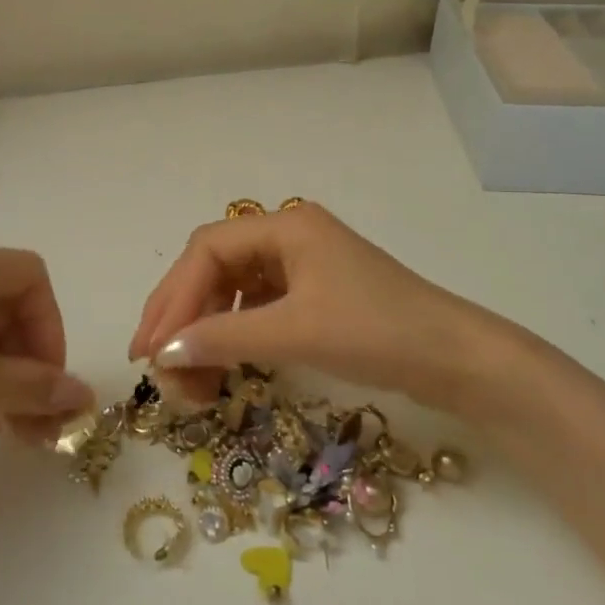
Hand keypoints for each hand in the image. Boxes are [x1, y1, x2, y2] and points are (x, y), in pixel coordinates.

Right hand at [129, 203, 526, 414]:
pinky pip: (256, 308)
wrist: (454, 359)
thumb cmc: (376, 332)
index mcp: (285, 226)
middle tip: (155, 363)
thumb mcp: (296, 332)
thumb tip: (162, 350)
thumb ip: (224, 337)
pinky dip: (234, 336)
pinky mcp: (314, 296)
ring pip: (233, 290)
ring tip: (188, 378)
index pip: (207, 250)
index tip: (150, 347)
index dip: (172, 296)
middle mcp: (289, 237)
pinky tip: (224, 365)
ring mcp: (303, 266)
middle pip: (215, 267)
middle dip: (182, 314)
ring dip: (206, 330)